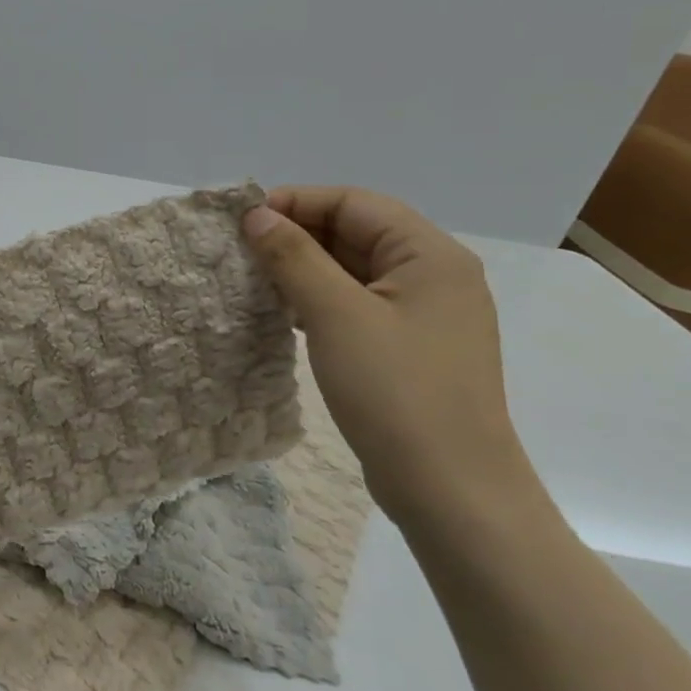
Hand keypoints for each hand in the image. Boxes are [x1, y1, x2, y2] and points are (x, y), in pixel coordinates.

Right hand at [241, 186, 545, 526]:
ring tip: (252, 278)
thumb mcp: (336, 314)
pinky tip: (282, 312)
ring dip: (303, 267)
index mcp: (431, 256)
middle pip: (356, 232)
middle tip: (240, 249)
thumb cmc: (396, 390)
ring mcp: (423, 314)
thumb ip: (294, 256)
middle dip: (297, 233)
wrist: (450, 488)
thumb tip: (256, 214)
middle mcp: (434, 276)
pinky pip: (356, 303)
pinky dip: (318, 299)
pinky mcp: (408, 347)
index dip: (297, 202)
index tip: (243, 220)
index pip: (355, 203)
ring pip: (353, 269)